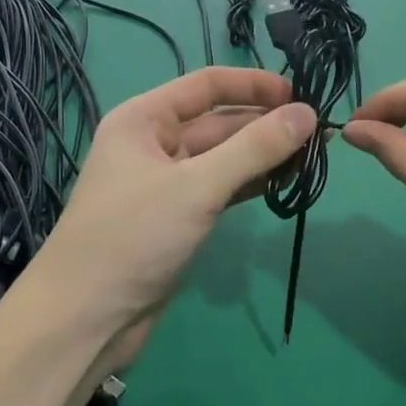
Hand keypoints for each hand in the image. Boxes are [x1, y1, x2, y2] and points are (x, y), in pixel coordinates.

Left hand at [37, 68, 317, 356]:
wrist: (85, 320)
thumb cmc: (133, 237)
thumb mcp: (197, 187)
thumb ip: (255, 148)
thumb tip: (308, 114)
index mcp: (144, 119)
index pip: (207, 85)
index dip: (254, 85)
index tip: (301, 94)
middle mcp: (154, 143)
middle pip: (219, 122)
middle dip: (266, 124)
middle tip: (320, 133)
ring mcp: (167, 182)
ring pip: (224, 157)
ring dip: (264, 155)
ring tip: (313, 157)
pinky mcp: (178, 217)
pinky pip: (222, 187)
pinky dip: (251, 183)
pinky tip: (285, 182)